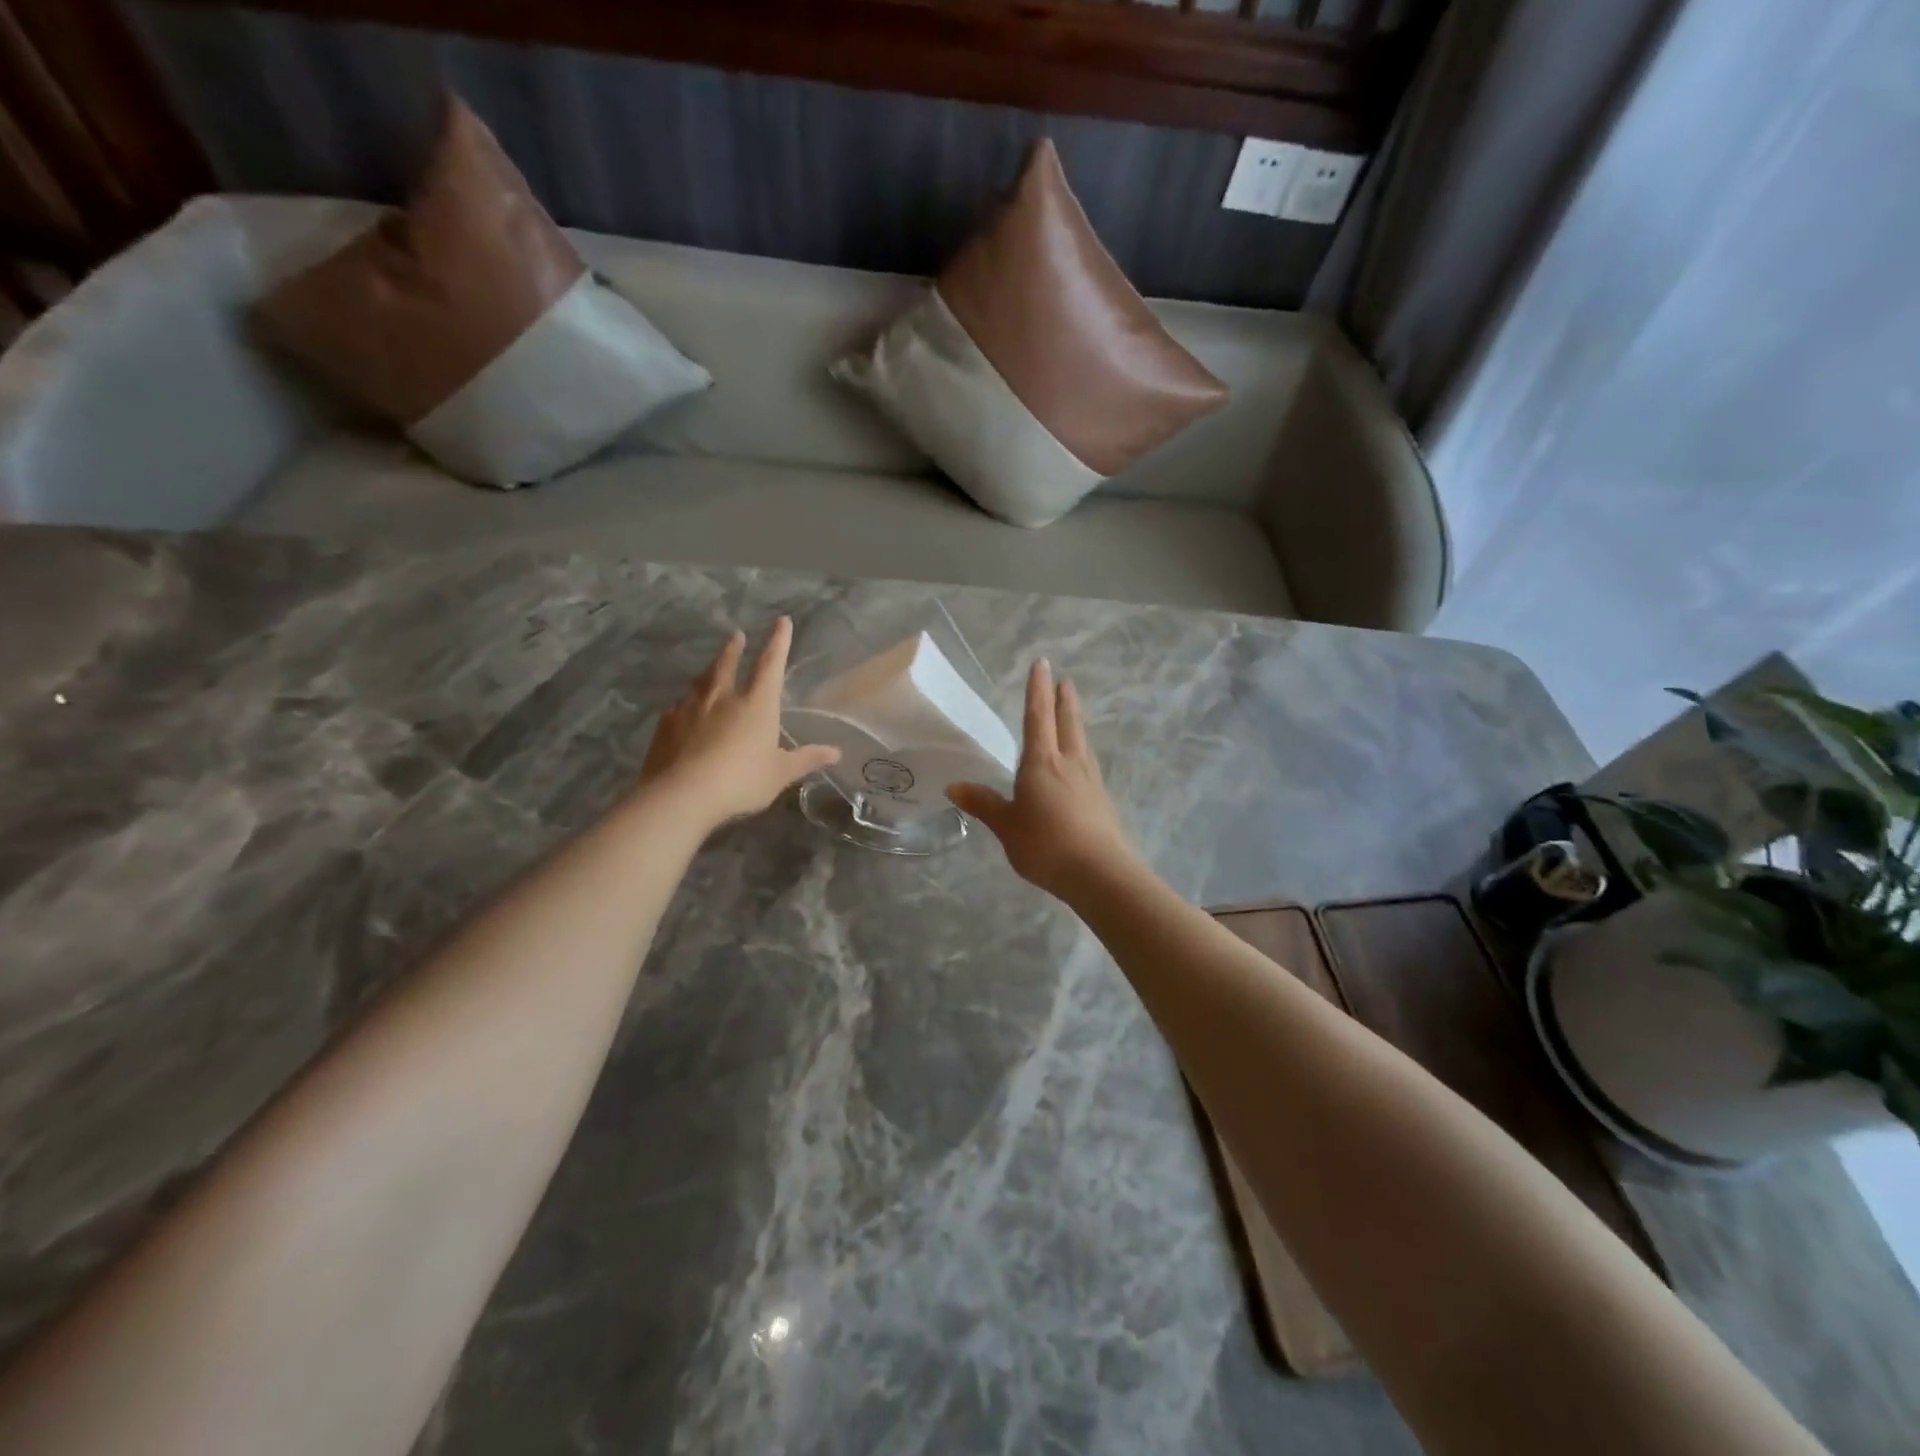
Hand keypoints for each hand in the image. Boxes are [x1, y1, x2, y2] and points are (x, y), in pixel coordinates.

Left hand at [640, 618, 839, 829]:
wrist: (682, 795)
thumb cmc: (741, 781)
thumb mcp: (780, 774)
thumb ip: (806, 759)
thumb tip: (836, 752)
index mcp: (757, 704)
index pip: (771, 664)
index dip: (778, 642)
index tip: (782, 621)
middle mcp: (723, 697)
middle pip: (728, 664)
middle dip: (734, 648)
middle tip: (736, 635)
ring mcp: (690, 707)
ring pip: (701, 681)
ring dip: (709, 670)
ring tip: (711, 669)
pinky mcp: (666, 724)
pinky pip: (679, 706)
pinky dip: (686, 702)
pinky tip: (683, 709)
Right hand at [948, 660, 1142, 899]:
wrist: (1100, 873)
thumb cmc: (1046, 845)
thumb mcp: (1007, 826)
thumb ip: (983, 804)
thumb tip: (954, 787)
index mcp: (1042, 763)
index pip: (1037, 717)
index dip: (1037, 690)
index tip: (1042, 664)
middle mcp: (1069, 763)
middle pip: (1067, 723)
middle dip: (1064, 700)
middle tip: (1065, 680)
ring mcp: (1090, 781)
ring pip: (1081, 742)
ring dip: (1076, 722)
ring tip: (1072, 713)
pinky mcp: (1102, 800)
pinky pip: (1088, 764)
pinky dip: (1082, 751)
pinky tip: (1081, 761)